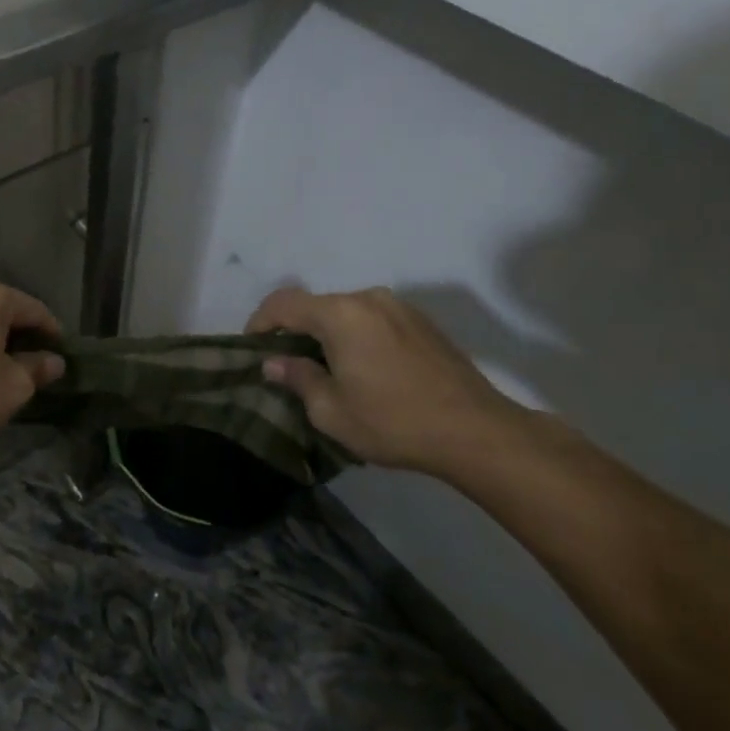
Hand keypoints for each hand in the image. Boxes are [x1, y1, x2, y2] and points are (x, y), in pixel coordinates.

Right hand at [246, 286, 528, 472]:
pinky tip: (364, 369)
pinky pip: (373, 320)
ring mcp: (399, 307)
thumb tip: (274, 362)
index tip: (252, 348)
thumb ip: (297, 378)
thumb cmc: (394, 422)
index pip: (283, 303)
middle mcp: (367, 298)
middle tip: (287, 365)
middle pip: (315, 305)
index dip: (260, 322)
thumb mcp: (331, 411)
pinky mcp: (422, 322)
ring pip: (346, 312)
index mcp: (339, 314)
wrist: (476, 431)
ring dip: (327, 333)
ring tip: (327, 369)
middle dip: (295, 330)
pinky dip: (356, 336)